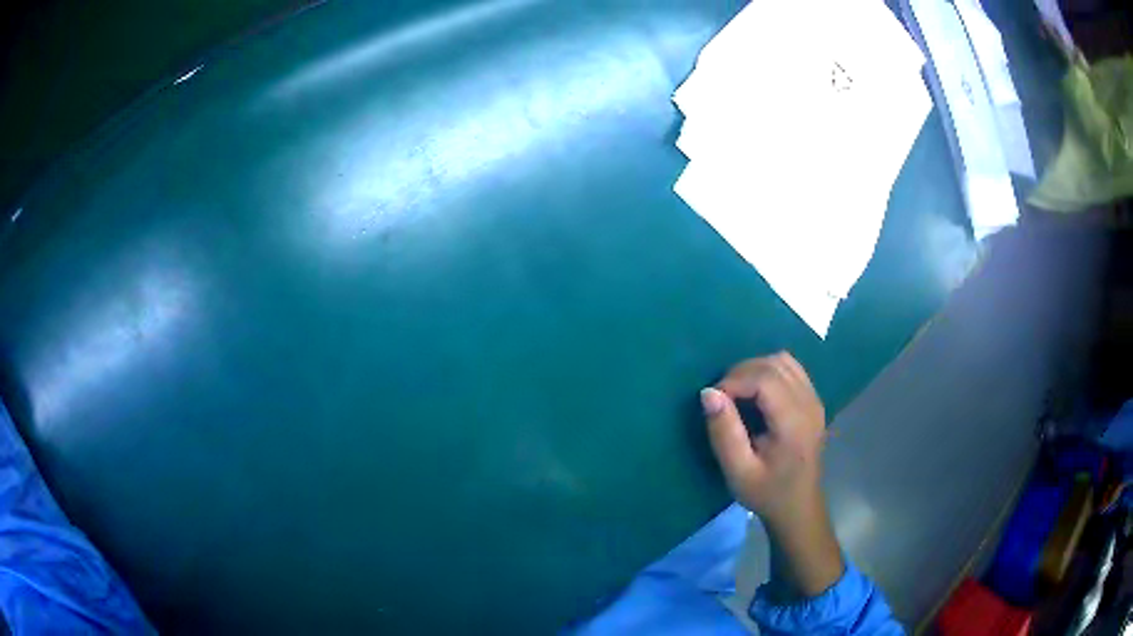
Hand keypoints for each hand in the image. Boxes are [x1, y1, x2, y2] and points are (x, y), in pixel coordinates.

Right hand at [701, 352, 843, 597]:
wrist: (798, 506)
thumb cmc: (766, 492)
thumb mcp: (738, 471)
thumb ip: (724, 432)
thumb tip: (708, 392)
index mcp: (794, 422)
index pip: (764, 378)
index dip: (734, 380)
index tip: (714, 401)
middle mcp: (809, 403)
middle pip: (774, 364)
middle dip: (741, 373)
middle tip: (722, 398)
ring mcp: (815, 399)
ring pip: (783, 361)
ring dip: (755, 369)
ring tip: (737, 394)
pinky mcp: (813, 399)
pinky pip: (791, 369)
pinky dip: (769, 372)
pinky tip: (757, 394)